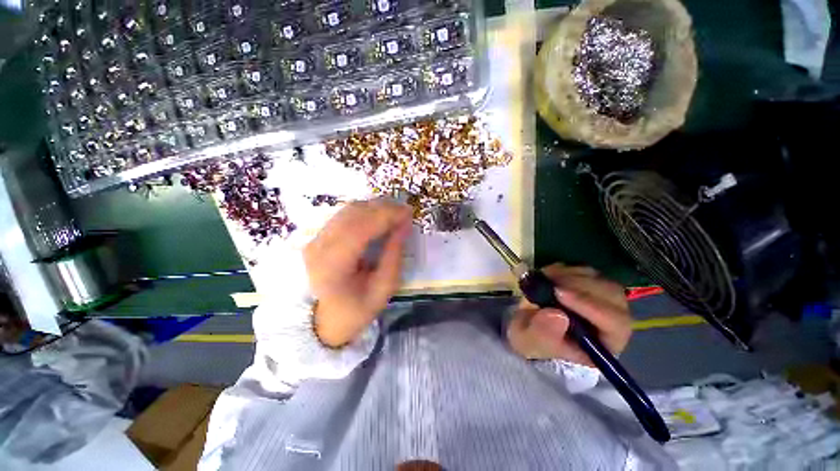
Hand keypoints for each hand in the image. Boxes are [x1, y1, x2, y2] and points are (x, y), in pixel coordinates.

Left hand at [304, 199, 411, 347]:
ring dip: (374, 207)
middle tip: (405, 212)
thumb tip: (404, 225)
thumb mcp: (384, 288)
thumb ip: (394, 254)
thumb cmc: (357, 309)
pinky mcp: (318, 237)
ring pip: (348, 210)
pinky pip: (344, 215)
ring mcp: (315, 240)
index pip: (359, 229)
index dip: (385, 216)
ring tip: (395, 214)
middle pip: (352, 214)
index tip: (408, 212)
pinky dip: (365, 212)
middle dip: (383, 208)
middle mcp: (318, 247)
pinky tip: (379, 217)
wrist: (324, 319)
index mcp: (333, 266)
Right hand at [507, 263, 631, 365]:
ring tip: (543, 280)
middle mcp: (612, 320)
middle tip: (548, 282)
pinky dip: (564, 269)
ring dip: (569, 275)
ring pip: (599, 279)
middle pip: (612, 295)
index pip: (614, 322)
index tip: (558, 293)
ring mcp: (603, 298)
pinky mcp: (590, 283)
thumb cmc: (534, 339)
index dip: (589, 306)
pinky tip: (547, 276)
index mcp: (605, 343)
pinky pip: (584, 270)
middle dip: (578, 285)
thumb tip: (557, 315)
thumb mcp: (530, 342)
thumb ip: (543, 333)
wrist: (530, 326)